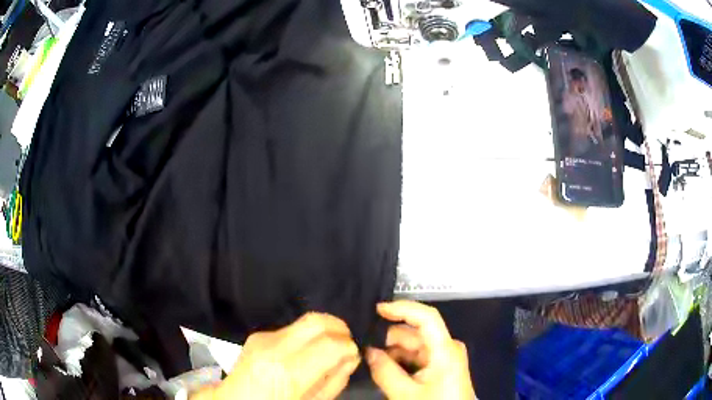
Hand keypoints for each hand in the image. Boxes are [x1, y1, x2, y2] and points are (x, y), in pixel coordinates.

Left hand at [191, 313, 360, 399]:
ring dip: (323, 330)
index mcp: (287, 372)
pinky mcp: (258, 334)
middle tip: (347, 342)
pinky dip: (307, 336)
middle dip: (339, 328)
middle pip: (317, 321)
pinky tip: (306, 351)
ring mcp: (263, 337)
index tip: (354, 354)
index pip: (330, 344)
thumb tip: (351, 357)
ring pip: (305, 320)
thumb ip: (335, 380)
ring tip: (329, 346)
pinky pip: (291, 328)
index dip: (349, 346)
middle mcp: (274, 348)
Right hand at [366, 301, 475, 399]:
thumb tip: (368, 351)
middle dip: (388, 339)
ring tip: (371, 364)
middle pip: (415, 333)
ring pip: (413, 346)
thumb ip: (384, 371)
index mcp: (445, 349)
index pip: (426, 317)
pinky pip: (416, 357)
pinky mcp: (440, 367)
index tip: (377, 310)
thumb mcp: (405, 394)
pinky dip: (400, 361)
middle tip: (363, 349)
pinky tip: (385, 371)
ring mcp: (444, 357)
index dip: (402, 308)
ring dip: (392, 353)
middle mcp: (447, 347)